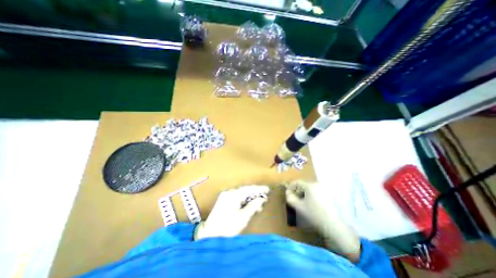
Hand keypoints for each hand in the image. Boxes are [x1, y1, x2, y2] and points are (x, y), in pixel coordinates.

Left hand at [196, 186, 269, 239]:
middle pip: (245, 190)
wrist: (209, 234)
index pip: (249, 189)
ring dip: (249, 197)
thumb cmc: (228, 226)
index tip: (268, 190)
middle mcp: (229, 192)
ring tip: (258, 204)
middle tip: (264, 199)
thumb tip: (262, 199)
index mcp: (234, 194)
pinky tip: (248, 205)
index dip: (259, 189)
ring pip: (241, 193)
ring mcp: (225, 195)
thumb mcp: (243, 217)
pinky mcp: (223, 200)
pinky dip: (243, 200)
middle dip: (255, 194)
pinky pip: (236, 197)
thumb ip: (253, 206)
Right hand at [285, 181, 362, 261]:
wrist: (333, 225)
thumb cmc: (314, 214)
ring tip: (302, 201)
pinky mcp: (328, 193)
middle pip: (303, 184)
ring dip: (304, 192)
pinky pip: (316, 190)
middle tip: (294, 198)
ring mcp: (324, 188)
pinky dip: (311, 194)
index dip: (291, 187)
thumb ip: (290, 198)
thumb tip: (287, 192)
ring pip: (309, 187)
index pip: (297, 182)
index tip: (288, 193)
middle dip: (297, 190)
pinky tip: (310, 203)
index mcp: (310, 185)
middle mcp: (317, 184)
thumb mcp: (299, 207)